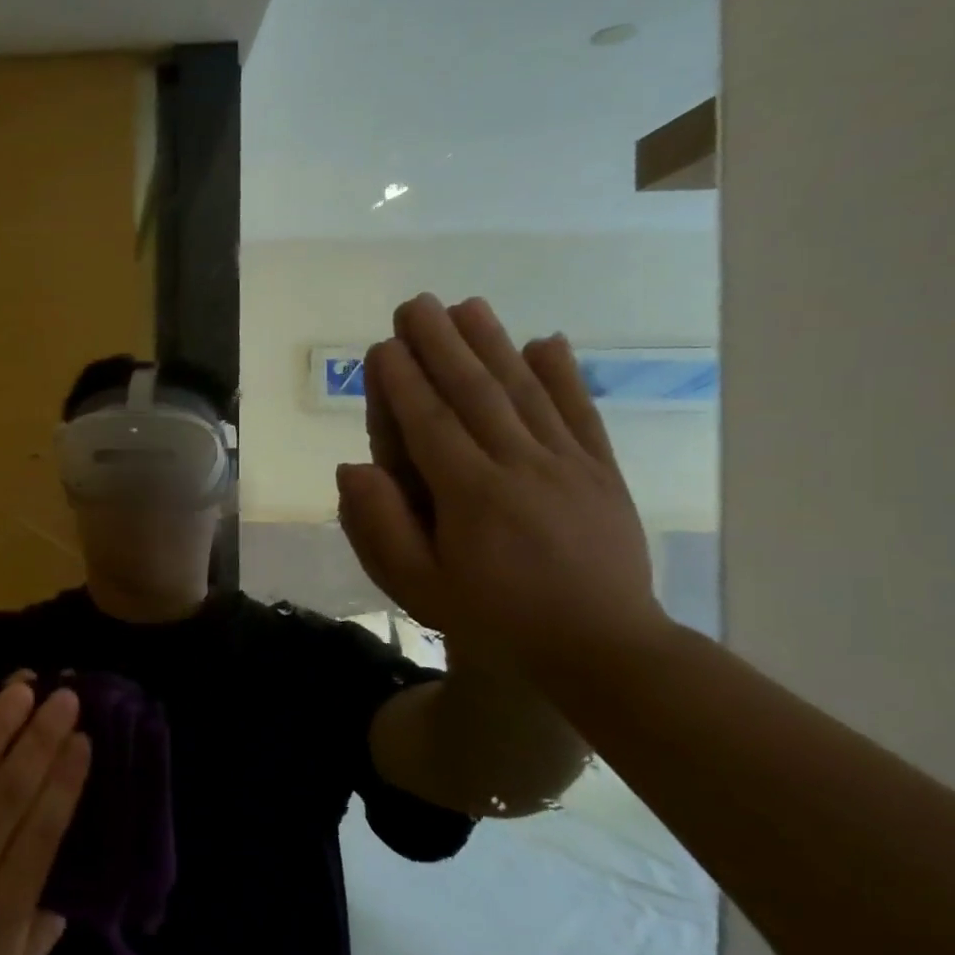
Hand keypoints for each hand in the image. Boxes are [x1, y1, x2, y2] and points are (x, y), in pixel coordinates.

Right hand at [338, 295, 670, 681]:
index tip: (384, 345)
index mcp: (471, 495)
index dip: (404, 382)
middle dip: (442, 344)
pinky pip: (579, 415)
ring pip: (525, 392)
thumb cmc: (494, 619)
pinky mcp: (601, 473)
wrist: (602, 650)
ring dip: (494, 344)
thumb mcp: (419, 587)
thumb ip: (381, 526)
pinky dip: (564, 376)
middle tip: (417, 304)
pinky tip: (547, 342)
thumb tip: (352, 468)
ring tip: (468, 306)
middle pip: (476, 393)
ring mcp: (568, 466)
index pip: (430, 424)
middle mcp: (520, 467)